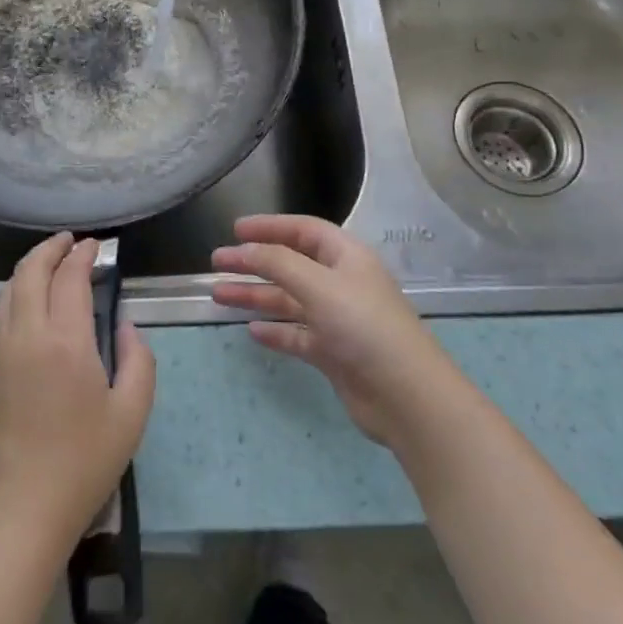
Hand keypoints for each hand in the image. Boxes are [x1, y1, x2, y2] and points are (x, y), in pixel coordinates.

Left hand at [0, 234, 155, 550]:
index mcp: (65, 340)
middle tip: (71, 243)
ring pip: (9, 289)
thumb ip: (138, 359)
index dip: (84, 255)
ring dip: (29, 267)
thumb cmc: (83, 462)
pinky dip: (14, 292)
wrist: (18, 509)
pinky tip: (27, 302)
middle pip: (31, 271)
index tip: (98, 247)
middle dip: (51, 248)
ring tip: (50, 264)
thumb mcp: (131, 413)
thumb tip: (124, 325)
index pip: (70, 277)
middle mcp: (26, 334)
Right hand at [213, 215, 463, 448]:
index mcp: (346, 257)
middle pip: (290, 264)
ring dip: (256, 295)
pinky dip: (274, 330)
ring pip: (288, 300)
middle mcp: (341, 283)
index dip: (269, 227)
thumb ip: (279, 263)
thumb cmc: (364, 327)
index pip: (304, 231)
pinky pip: (296, 334)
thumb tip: (245, 248)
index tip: (235, 230)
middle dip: (254, 262)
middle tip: (216, 263)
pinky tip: (252, 330)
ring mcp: (337, 319)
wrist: (406, 396)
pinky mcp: (333, 353)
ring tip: (218, 295)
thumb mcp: (319, 285)